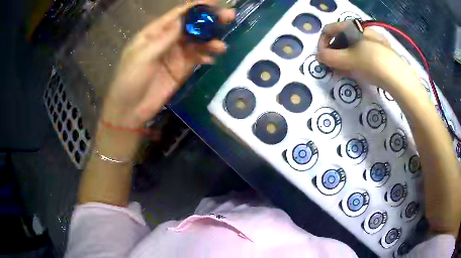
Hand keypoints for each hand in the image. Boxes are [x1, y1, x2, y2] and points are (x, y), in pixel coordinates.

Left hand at [102, 1, 234, 128]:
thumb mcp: (144, 56)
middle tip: (230, 17)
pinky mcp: (181, 69)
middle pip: (192, 26)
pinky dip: (206, 57)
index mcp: (154, 32)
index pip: (178, 14)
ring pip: (197, 42)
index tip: (214, 2)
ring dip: (210, 41)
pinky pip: (197, 59)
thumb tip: (185, 19)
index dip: (196, 7)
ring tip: (221, 46)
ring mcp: (175, 55)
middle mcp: (167, 40)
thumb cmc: (130, 80)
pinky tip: (212, 59)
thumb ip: (165, 38)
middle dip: (209, 21)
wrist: (130, 110)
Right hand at [317, 22, 416, 90]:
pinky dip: (358, 58)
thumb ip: (329, 57)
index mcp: (351, 26)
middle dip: (335, 52)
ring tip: (348, 70)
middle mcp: (361, 28)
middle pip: (341, 37)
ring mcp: (373, 37)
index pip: (328, 30)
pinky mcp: (382, 47)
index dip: (322, 43)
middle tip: (336, 67)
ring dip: (346, 56)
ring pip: (353, 44)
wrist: (398, 76)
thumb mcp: (347, 61)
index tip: (323, 58)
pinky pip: (364, 49)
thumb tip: (319, 56)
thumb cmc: (370, 63)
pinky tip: (361, 69)